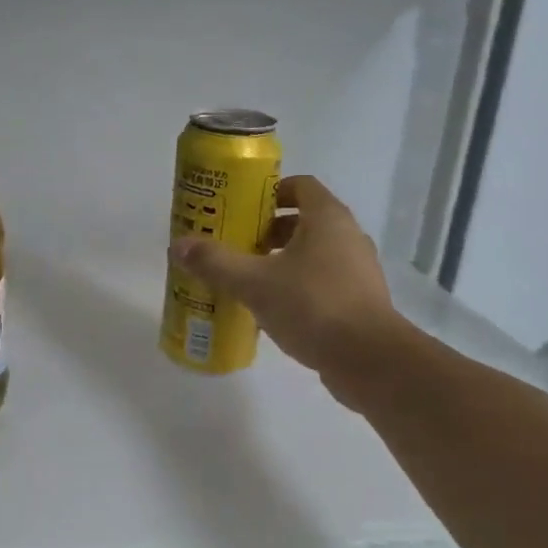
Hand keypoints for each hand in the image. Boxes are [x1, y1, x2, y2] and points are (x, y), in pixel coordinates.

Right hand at [169, 175, 402, 395]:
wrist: (369, 360)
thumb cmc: (312, 306)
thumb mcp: (254, 283)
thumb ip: (216, 263)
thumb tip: (179, 245)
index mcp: (327, 218)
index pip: (300, 186)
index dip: (270, 193)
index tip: (242, 211)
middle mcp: (348, 236)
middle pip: (305, 220)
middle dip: (269, 231)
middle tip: (238, 247)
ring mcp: (359, 270)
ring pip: (315, 254)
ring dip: (283, 261)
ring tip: (251, 281)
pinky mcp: (361, 301)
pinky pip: (324, 282)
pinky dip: (300, 287)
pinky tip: (275, 310)